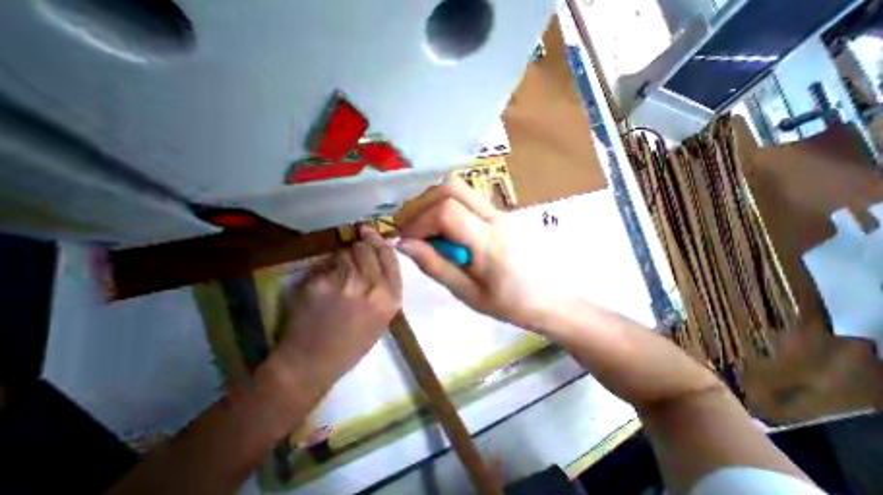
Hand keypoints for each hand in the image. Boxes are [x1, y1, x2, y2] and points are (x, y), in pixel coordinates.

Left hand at [273, 225, 401, 393]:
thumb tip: (377, 255)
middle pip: (367, 248)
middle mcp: (373, 288)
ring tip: (338, 272)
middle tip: (353, 247)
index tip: (369, 232)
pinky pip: (326, 265)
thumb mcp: (381, 317)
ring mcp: (346, 284)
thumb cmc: (352, 342)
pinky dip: (325, 269)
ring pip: (345, 252)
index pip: (389, 257)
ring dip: (341, 256)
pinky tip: (323, 284)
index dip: (379, 242)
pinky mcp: (321, 284)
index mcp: (391, 298)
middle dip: (359, 245)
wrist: (313, 363)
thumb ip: (384, 286)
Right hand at [394, 178, 549, 328]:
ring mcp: (500, 212)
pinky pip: (468, 200)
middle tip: (410, 228)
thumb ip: (435, 265)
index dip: (419, 221)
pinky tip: (444, 230)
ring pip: (459, 190)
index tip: (405, 240)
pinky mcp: (501, 215)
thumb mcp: (467, 292)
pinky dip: (447, 207)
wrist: (550, 299)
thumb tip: (404, 243)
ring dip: (434, 203)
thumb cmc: (510, 304)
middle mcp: (495, 217)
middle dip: (422, 203)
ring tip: (424, 229)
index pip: (446, 211)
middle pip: (451, 188)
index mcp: (488, 241)